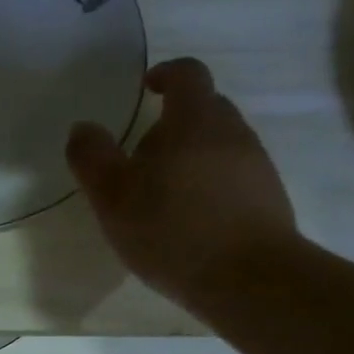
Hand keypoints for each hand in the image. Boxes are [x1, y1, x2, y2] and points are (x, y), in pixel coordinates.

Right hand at [66, 58, 300, 313]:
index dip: (166, 74)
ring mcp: (258, 167)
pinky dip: (212, 189)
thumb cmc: (173, 229)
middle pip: (206, 109)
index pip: (187, 73)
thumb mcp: (113, 196)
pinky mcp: (271, 202)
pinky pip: (236, 180)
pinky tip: (194, 224)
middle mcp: (234, 133)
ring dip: (194, 159)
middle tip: (144, 156)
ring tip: (166, 198)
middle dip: (176, 123)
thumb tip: (83, 129)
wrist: (251, 280)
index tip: (148, 89)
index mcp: (195, 119)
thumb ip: (92, 158)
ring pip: (222, 147)